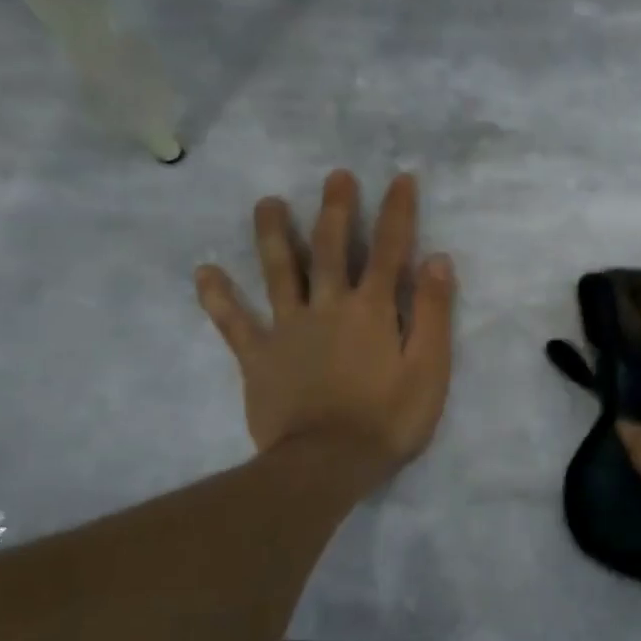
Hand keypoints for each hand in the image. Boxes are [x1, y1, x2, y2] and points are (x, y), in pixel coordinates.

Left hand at [195, 170, 455, 489]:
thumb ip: (432, 312)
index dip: (397, 212)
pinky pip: (234, 322)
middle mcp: (328, 306)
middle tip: (335, 175)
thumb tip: (436, 259)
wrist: (326, 464)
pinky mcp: (258, 356)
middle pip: (331, 248)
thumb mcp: (429, 368)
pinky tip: (204, 272)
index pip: (389, 249)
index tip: (400, 178)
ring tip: (267, 202)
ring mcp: (287, 328)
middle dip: (336, 209)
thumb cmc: (388, 419)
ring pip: (279, 271)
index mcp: (372, 309)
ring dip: (274, 234)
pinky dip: (218, 297)